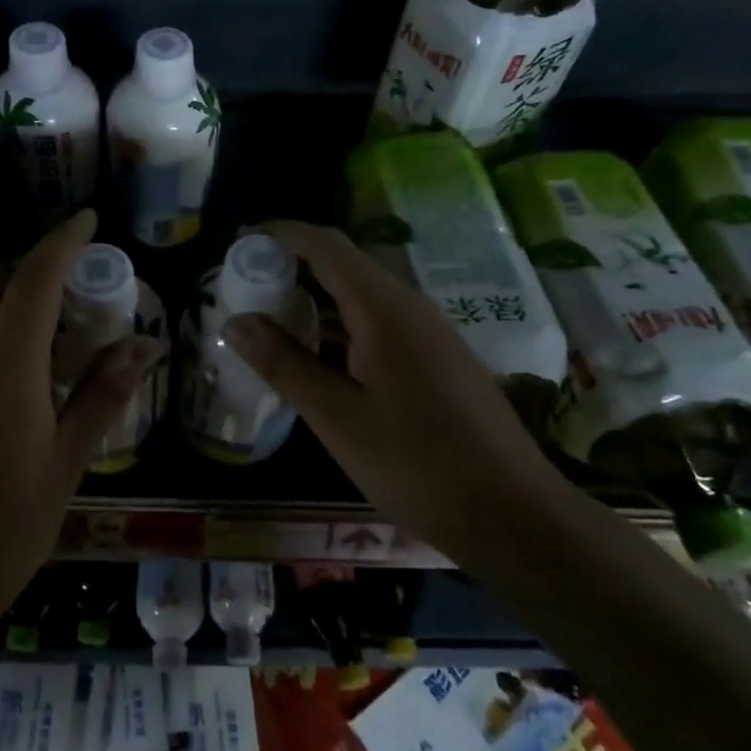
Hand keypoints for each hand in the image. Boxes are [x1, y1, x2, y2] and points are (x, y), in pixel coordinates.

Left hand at [0, 210, 164, 730]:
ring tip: (50, 352)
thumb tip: (145, 344)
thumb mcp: (65, 467)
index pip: (33, 281)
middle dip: (35, 271)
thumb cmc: (1, 536)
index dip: (61, 242)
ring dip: (10, 313)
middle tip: (76, 290)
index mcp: (2, 372)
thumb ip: (102, 396)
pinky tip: (6, 393)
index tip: (88, 220)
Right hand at [221, 220, 561, 563]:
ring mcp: (428, 332)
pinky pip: (379, 322)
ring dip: (314, 300)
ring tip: (269, 321)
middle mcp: (409, 306)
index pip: (326, 245)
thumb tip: (234, 323)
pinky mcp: (437, 358)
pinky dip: (339, 326)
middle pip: (343, 265)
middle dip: (291, 268)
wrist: (516, 515)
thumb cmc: (418, 464)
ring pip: (361, 296)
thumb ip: (284, 364)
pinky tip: (317, 357)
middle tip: (244, 290)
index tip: (239, 244)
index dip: (280, 235)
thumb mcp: (338, 417)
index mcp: (384, 308)